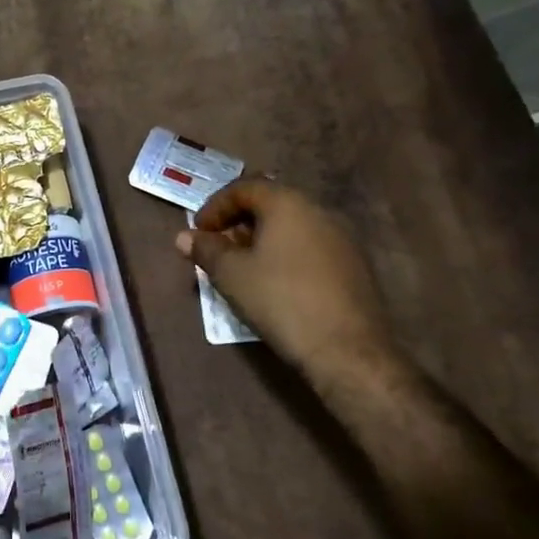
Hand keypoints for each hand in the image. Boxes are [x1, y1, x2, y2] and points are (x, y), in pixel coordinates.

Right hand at [177, 179, 402, 385]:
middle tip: (219, 248)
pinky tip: (277, 282)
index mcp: (288, 203)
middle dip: (239, 222)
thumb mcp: (231, 275)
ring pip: (293, 226)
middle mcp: (319, 210)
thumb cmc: (281, 301)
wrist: (347, 350)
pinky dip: (287, 254)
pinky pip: (311, 246)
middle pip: (270, 203)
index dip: (215, 207)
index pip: (244, 188)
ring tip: (244, 267)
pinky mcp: (355, 265)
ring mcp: (342, 237)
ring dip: (263, 239)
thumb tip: (183, 237)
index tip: (198, 232)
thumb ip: (206, 250)